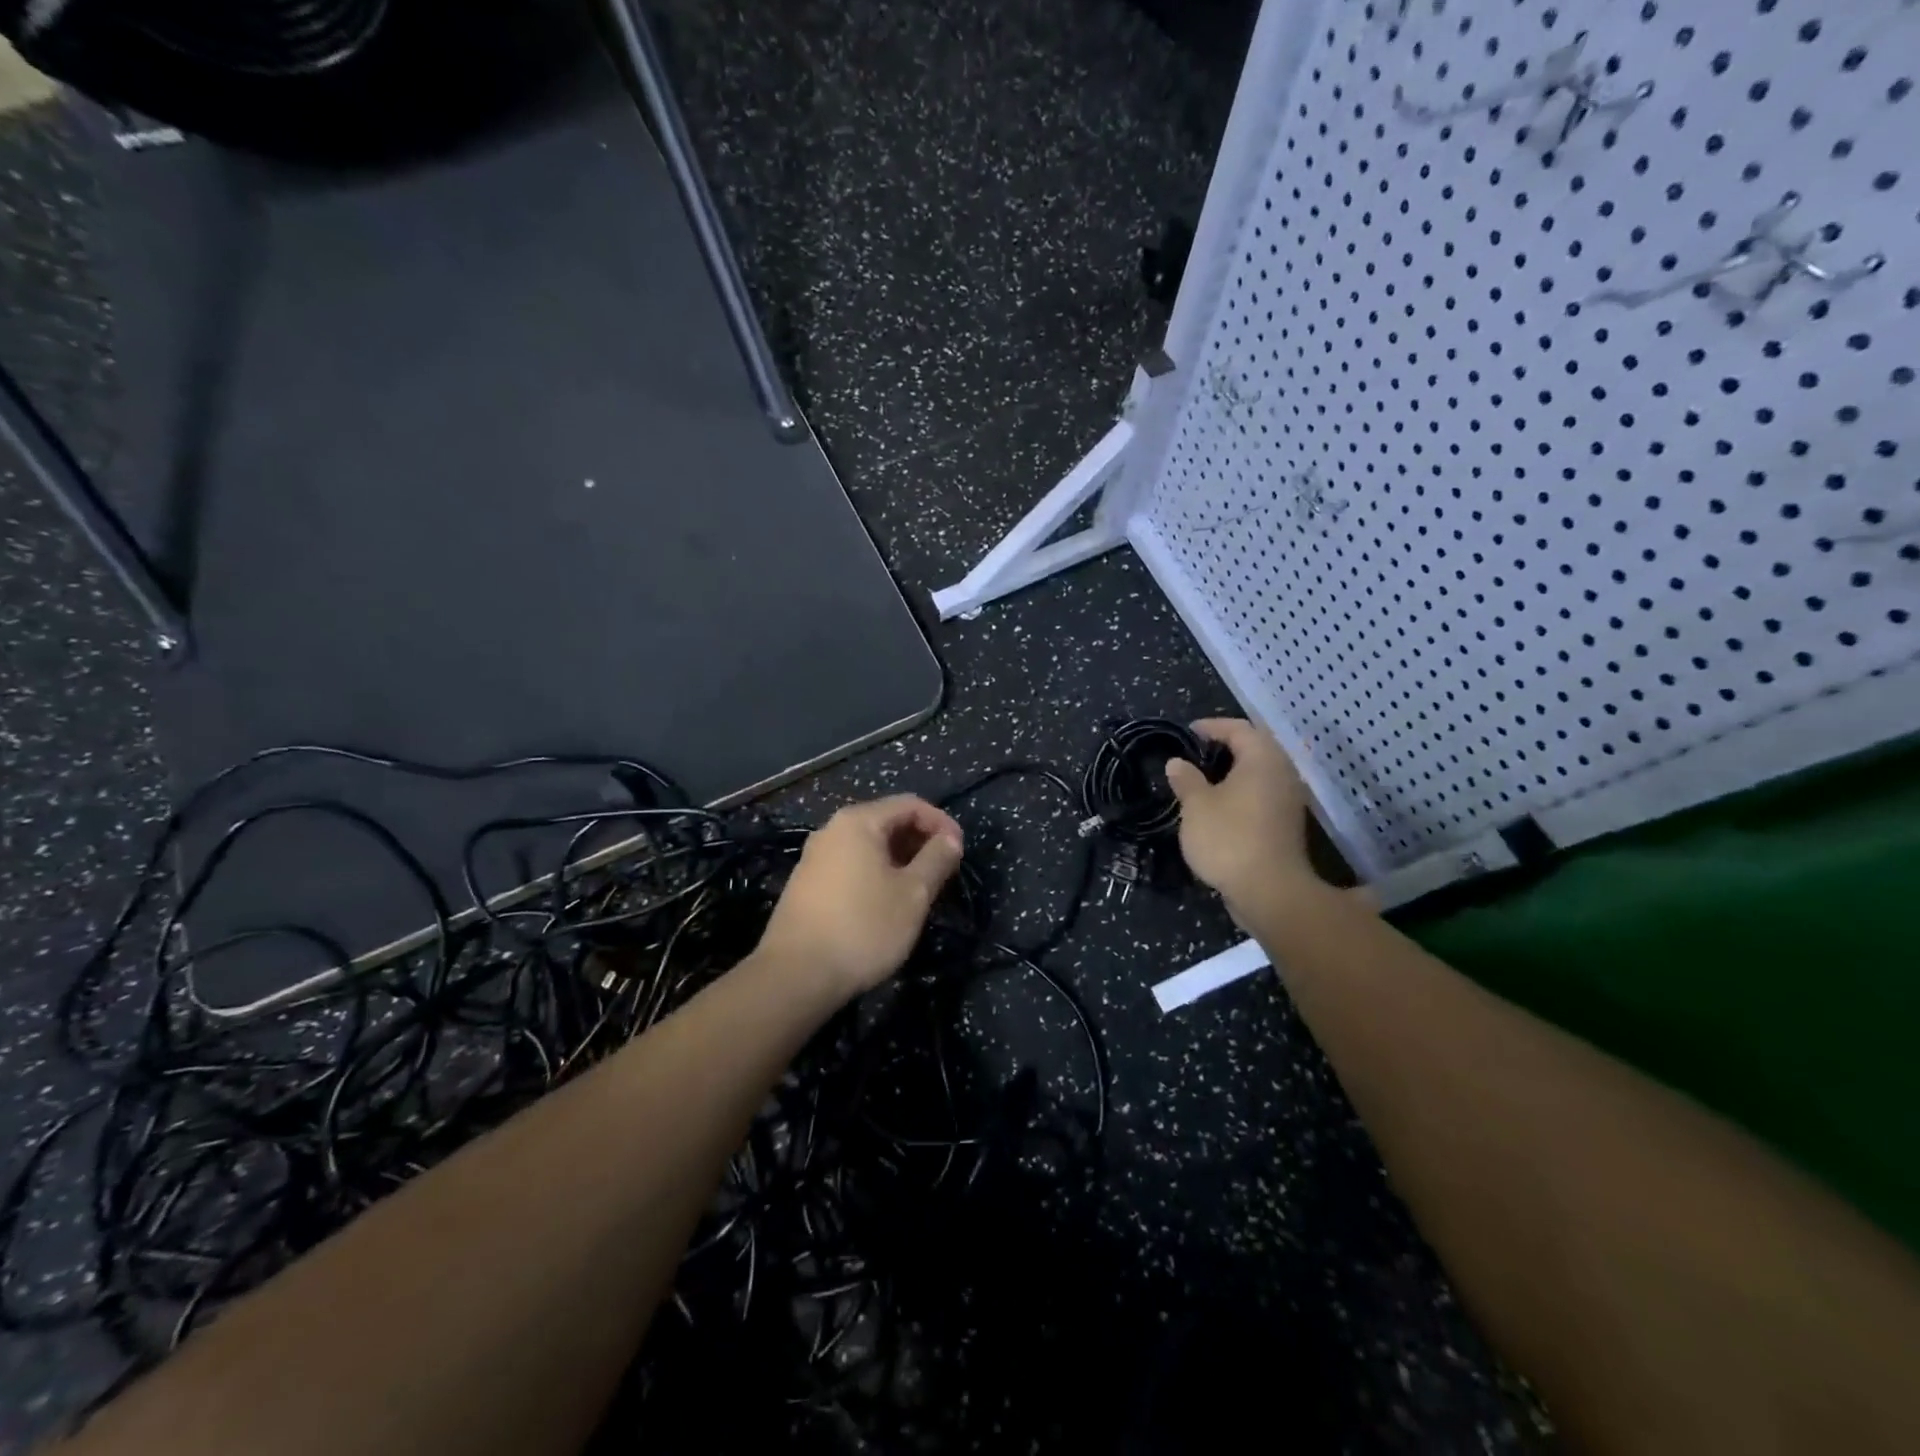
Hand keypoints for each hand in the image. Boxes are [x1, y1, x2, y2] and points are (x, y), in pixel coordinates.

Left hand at [755, 795, 964, 1001]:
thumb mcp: (912, 894)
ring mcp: (815, 858)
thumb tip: (950, 839)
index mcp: (858, 822)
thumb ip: (936, 859)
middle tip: (944, 872)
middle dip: (920, 841)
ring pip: (869, 846)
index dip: (941, 823)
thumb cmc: (863, 927)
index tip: (960, 852)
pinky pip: (852, 866)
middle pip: (887, 821)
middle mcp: (832, 830)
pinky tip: (887, 903)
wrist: (796, 976)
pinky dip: (877, 874)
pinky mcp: (806, 885)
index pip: (909, 804)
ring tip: (921, 890)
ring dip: (900, 860)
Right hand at [1165, 718, 1319, 915]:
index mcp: (1262, 759)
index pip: (1238, 729)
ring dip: (1234, 771)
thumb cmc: (1229, 838)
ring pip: (1260, 773)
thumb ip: (1186, 780)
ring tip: (1204, 779)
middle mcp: (1282, 773)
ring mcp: (1289, 800)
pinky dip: (1242, 791)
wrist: (1270, 892)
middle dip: (1226, 747)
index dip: (1212, 726)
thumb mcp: (1196, 806)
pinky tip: (1220, 806)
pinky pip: (1262, 794)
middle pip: (1255, 748)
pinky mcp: (1286, 824)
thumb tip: (1177, 763)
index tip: (1188, 732)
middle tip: (1196, 752)